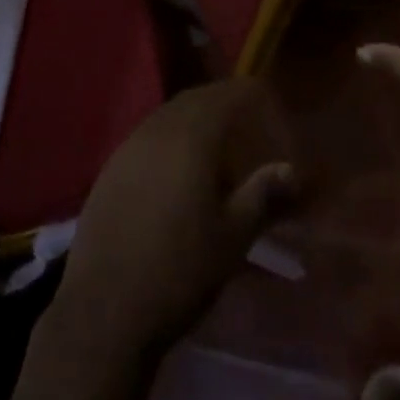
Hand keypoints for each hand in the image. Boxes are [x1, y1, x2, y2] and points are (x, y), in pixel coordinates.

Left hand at [52, 78, 297, 358]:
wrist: (107, 303)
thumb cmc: (180, 270)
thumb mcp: (233, 237)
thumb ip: (264, 196)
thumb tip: (292, 168)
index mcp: (190, 137)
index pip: (225, 96)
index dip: (250, 95)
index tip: (271, 103)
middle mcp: (155, 129)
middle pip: (194, 100)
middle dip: (223, 103)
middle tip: (250, 121)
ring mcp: (127, 146)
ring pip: (168, 116)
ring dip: (195, 119)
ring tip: (220, 144)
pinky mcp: (111, 168)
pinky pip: (148, 136)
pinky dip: (171, 137)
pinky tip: (180, 167)